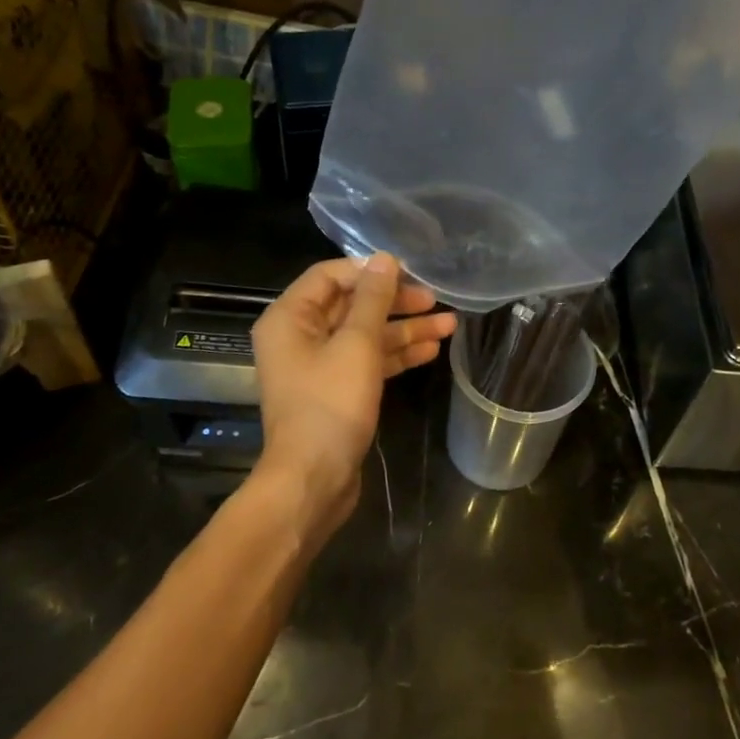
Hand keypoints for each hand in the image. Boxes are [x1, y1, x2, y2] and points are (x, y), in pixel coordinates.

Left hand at [249, 254, 455, 542]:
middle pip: (351, 305)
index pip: (329, 275)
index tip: (409, 273)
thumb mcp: (357, 344)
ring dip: (404, 330)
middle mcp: (299, 337)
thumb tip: (385, 259)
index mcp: (290, 318)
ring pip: (365, 336)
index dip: (369, 271)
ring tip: (449, 325)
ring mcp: (318, 367)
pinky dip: (396, 355)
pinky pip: (367, 362)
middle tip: (435, 299)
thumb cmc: (330, 404)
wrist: (314, 479)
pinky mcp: (336, 392)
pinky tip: (431, 350)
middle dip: (395, 303)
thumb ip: (373, 299)